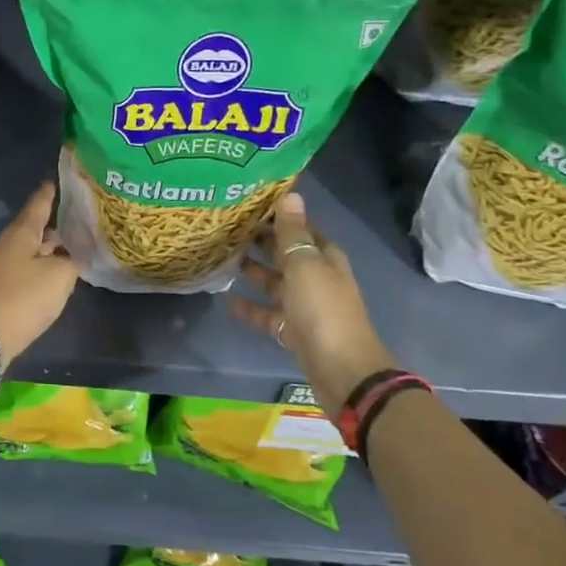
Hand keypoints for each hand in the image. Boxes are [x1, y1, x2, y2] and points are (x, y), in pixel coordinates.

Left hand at [0, 180, 79, 360]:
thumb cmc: (25, 297)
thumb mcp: (60, 276)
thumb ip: (72, 259)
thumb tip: (73, 253)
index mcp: (22, 232)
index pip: (39, 203)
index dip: (51, 192)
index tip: (60, 180)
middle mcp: (9, 243)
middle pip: (34, 226)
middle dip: (55, 222)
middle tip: (79, 216)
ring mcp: (2, 265)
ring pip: (31, 248)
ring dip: (50, 246)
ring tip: (73, 244)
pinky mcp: (2, 286)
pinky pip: (26, 267)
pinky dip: (42, 265)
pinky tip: (57, 272)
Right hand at [228, 191, 395, 405]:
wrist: (341, 370)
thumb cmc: (322, 311)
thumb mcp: (305, 266)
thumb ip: (293, 233)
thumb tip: (290, 195)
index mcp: (325, 258)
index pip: (301, 228)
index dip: (279, 216)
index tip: (249, 205)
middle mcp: (317, 278)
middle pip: (286, 254)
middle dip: (262, 242)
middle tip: (227, 228)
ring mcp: (305, 306)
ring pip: (276, 283)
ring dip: (254, 272)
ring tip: (224, 259)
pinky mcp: (294, 331)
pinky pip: (269, 314)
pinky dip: (251, 308)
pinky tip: (228, 302)